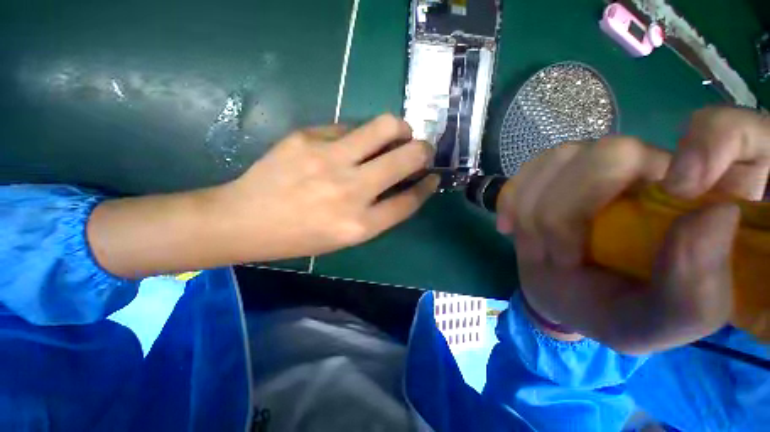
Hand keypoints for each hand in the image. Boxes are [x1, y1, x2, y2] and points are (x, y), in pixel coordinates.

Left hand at [216, 114, 437, 260]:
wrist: (245, 220)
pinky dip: (361, 134)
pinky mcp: (307, 137)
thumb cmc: (300, 236)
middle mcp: (350, 191)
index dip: (426, 187)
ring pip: (384, 126)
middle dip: (424, 150)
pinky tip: (352, 143)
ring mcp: (328, 159)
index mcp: (359, 225)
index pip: (409, 201)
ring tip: (398, 133)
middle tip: (422, 149)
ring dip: (400, 128)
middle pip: (407, 158)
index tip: (433, 176)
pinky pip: (349, 127)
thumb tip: (403, 183)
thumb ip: (378, 211)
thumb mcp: (345, 236)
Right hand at [496, 107, 769, 353]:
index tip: (682, 188)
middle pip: (613, 153)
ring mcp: (594, 168)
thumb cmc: (617, 314)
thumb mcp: (661, 324)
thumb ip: (695, 292)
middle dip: (569, 211)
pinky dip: (511, 201)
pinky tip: (509, 227)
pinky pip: (526, 172)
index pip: (731, 131)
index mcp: (704, 202)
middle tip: (558, 257)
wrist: (562, 298)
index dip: (713, 140)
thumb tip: (713, 216)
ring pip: (559, 160)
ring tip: (534, 247)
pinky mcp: (552, 175)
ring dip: (533, 211)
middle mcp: (653, 169)